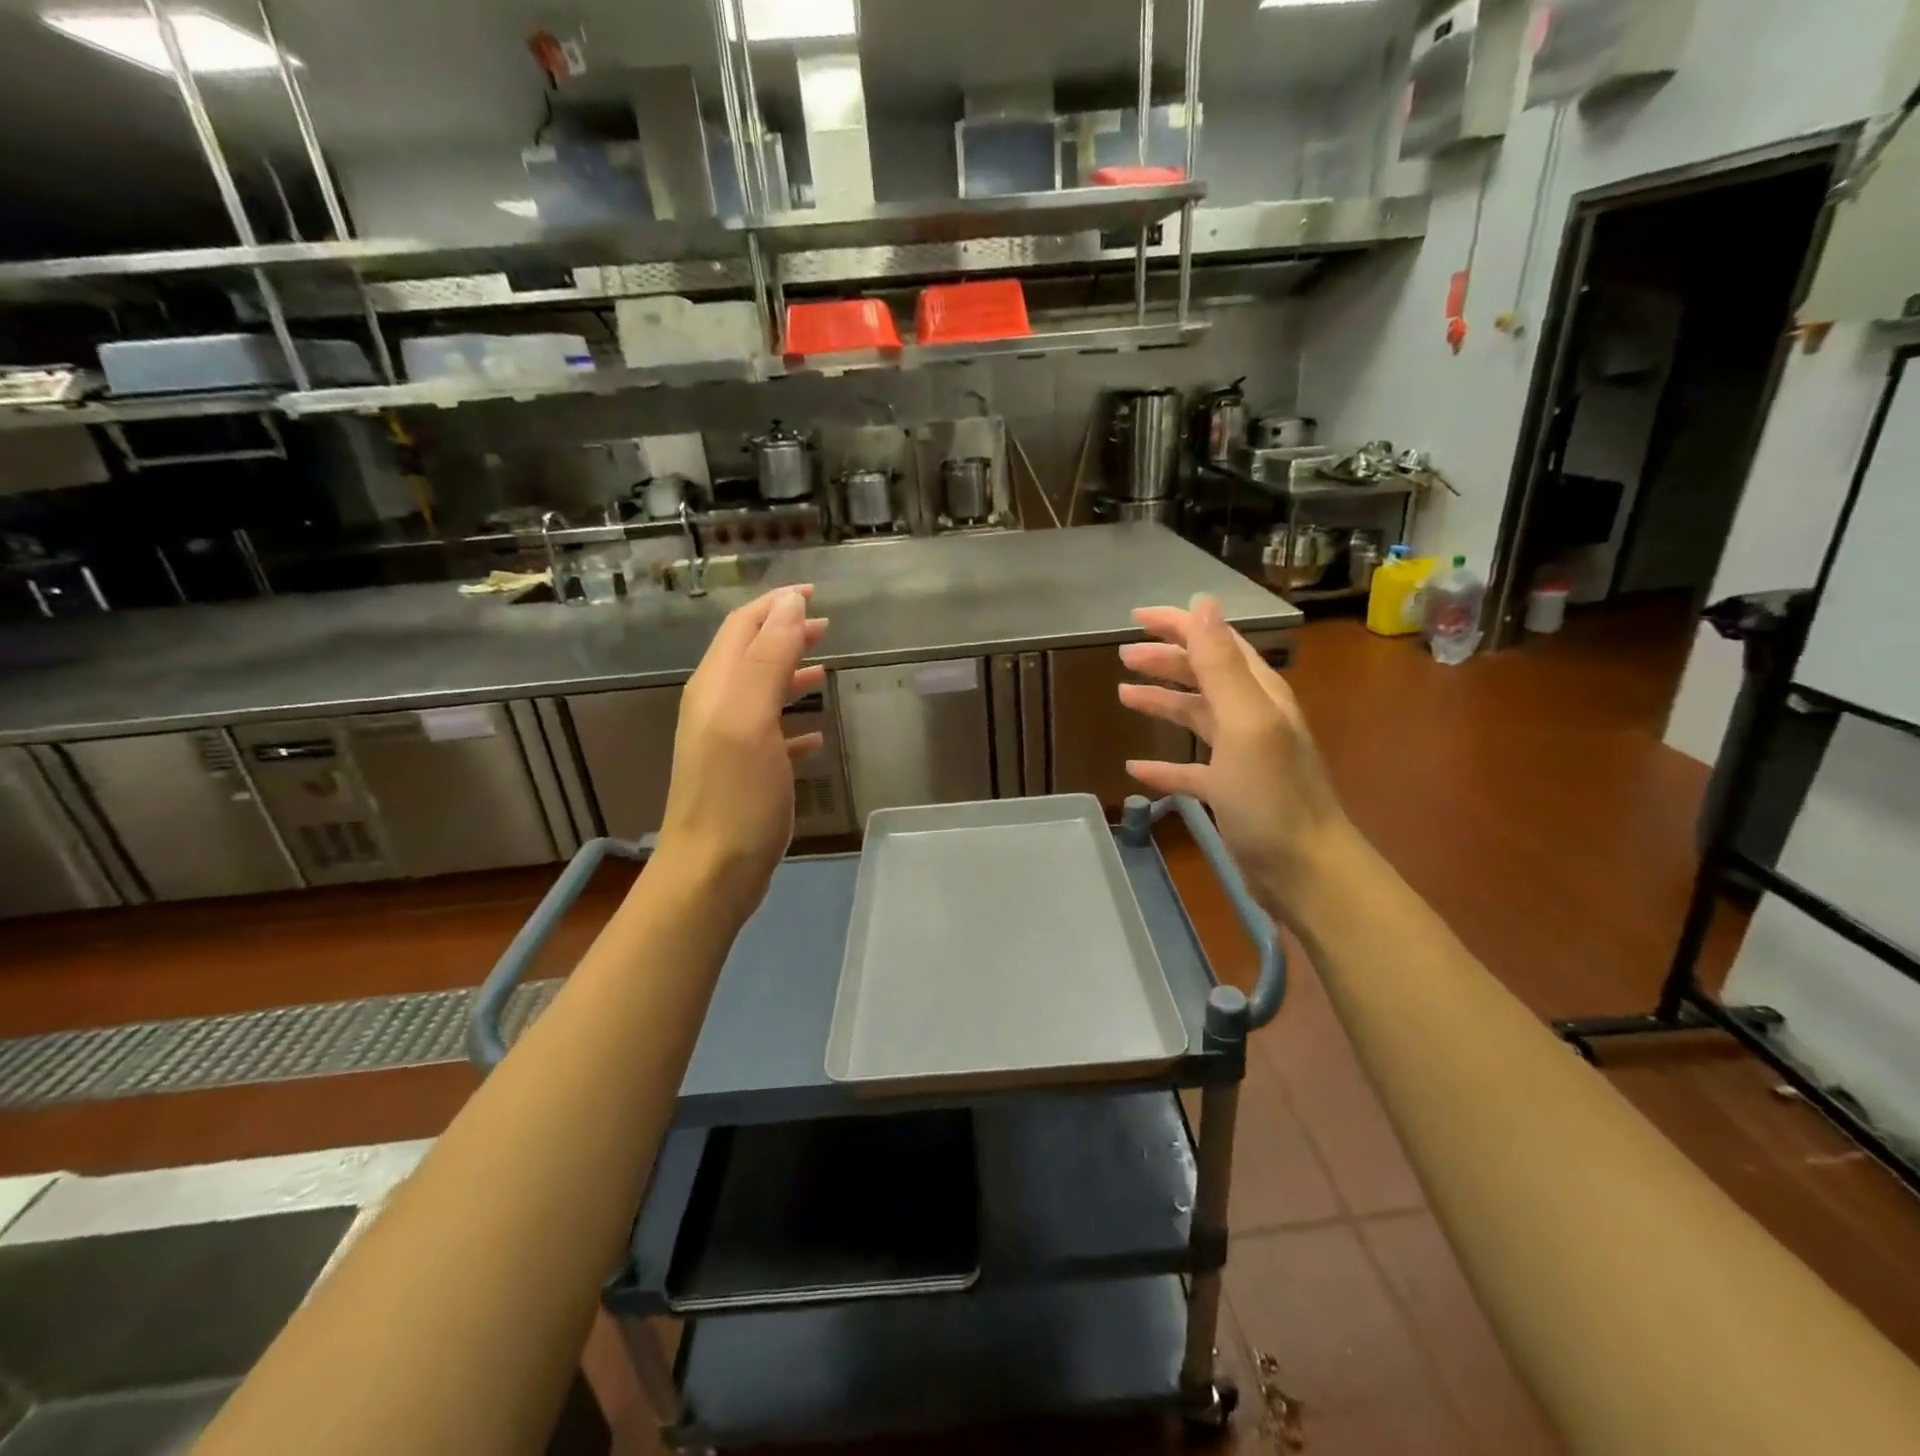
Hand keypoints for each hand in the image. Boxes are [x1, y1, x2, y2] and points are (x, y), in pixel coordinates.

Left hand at [655, 587, 827, 917]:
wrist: (712, 871)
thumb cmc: (736, 794)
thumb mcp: (751, 718)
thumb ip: (769, 658)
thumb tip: (789, 605)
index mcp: (716, 687)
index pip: (743, 626)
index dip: (775, 604)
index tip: (813, 592)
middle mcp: (716, 707)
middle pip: (751, 654)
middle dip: (785, 633)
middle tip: (826, 626)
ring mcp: (728, 742)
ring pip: (761, 691)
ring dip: (790, 672)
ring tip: (824, 668)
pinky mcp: (743, 773)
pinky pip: (771, 733)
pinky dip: (793, 722)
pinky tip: (816, 735)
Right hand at [1117, 595, 1349, 924]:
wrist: (1304, 870)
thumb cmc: (1271, 794)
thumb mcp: (1245, 722)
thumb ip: (1222, 664)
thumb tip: (1203, 604)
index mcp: (1259, 695)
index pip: (1217, 643)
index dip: (1179, 625)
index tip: (1136, 618)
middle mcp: (1253, 718)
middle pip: (1205, 676)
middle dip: (1166, 660)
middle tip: (1124, 656)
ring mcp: (1242, 757)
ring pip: (1196, 717)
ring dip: (1163, 702)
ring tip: (1124, 695)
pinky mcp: (1231, 793)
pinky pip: (1190, 769)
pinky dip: (1164, 764)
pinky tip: (1137, 768)